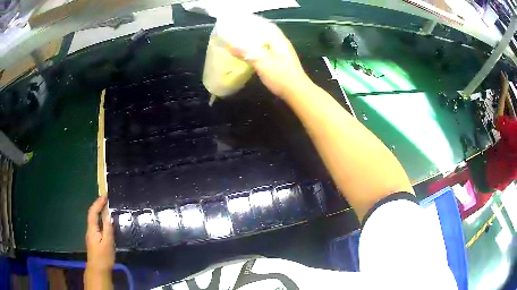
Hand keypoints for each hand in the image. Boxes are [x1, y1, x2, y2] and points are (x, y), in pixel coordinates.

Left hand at [85, 195, 113, 272]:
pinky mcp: (94, 241)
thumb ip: (108, 229)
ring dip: (99, 213)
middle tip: (106, 201)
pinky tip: (106, 224)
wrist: (98, 271)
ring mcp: (91, 236)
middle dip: (98, 206)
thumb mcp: (108, 243)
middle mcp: (90, 230)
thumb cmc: (103, 257)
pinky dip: (100, 221)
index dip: (98, 203)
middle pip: (92, 215)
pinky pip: (97, 226)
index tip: (105, 196)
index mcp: (92, 229)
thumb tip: (108, 215)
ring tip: (107, 209)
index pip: (93, 212)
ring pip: (94, 221)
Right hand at [233, 24, 312, 98]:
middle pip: (266, 35)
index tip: (240, 25)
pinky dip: (259, 53)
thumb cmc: (281, 75)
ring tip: (241, 45)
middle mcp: (282, 45)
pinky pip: (267, 54)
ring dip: (255, 44)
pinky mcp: (282, 64)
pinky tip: (251, 57)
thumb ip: (246, 53)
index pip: (266, 26)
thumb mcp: (261, 63)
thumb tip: (229, 44)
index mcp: (279, 40)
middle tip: (237, 35)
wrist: (297, 92)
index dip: (254, 24)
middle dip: (252, 35)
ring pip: (267, 45)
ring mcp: (283, 55)